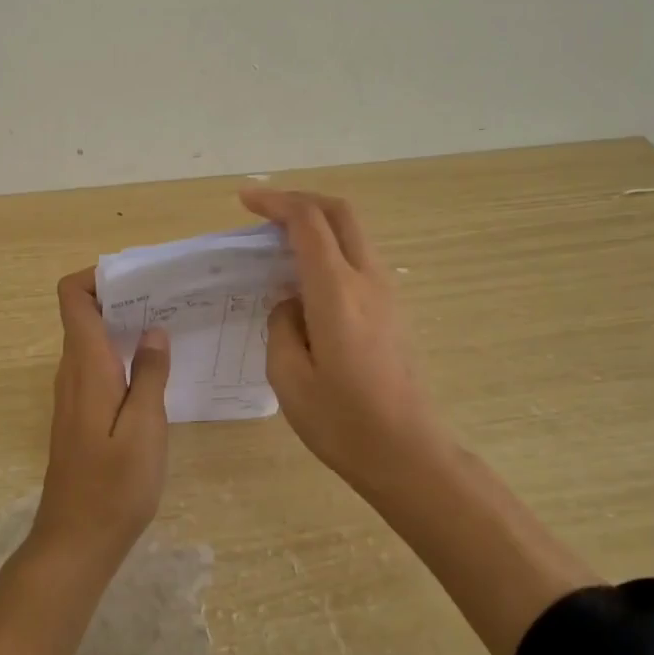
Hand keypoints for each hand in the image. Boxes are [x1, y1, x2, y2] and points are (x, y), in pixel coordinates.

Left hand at [32, 269, 171, 563]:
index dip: (98, 276)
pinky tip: (155, 371)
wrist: (76, 542)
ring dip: (125, 327)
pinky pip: (97, 365)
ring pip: (93, 340)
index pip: (72, 297)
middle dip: (123, 298)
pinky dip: (122, 354)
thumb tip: (153, 330)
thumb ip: (150, 374)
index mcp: (85, 365)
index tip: (139, 279)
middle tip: (169, 300)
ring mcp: (73, 393)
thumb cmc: (114, 486)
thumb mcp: (145, 428)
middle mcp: (72, 371)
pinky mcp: (80, 413)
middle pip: (85, 313)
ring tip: (169, 328)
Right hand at [240, 188, 444, 481]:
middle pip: (340, 212)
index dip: (274, 202)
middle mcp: (367, 280)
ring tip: (280, 242)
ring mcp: (388, 292)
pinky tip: (308, 278)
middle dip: (300, 200)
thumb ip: (281, 326)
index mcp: (337, 291)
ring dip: (318, 223)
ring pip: (354, 233)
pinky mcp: (395, 309)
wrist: (409, 455)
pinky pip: (360, 258)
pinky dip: (331, 248)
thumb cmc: (342, 422)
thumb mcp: (288, 377)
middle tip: (265, 211)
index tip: (245, 200)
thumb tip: (290, 302)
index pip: (307, 222)